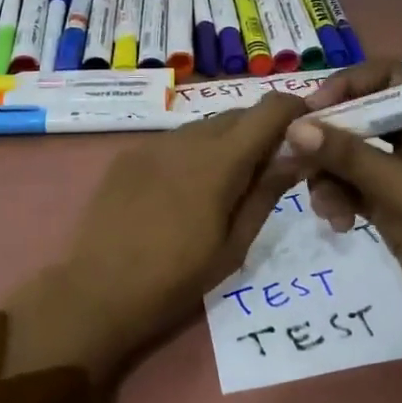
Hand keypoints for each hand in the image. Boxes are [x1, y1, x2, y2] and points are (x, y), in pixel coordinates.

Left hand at [9, 93, 308, 382]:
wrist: (94, 294)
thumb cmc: (175, 280)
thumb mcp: (234, 245)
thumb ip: (267, 192)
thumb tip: (299, 154)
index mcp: (219, 161)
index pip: (268, 109)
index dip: (294, 108)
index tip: (307, 127)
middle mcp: (187, 138)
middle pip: (238, 114)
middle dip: (262, 129)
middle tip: (271, 165)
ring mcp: (154, 143)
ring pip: (205, 125)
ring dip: (227, 140)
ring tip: (228, 181)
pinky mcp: (129, 154)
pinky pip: (175, 140)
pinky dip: (195, 151)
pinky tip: (186, 187)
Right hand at [285, 60, 401, 347]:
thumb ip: (349, 156)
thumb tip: (296, 126)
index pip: (387, 78)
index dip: (349, 85)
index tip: (314, 110)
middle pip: (362, 119)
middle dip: (329, 139)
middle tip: (297, 160)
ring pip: (353, 159)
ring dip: (331, 177)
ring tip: (326, 208)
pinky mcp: (396, 213)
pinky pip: (356, 191)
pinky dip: (341, 201)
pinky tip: (338, 224)